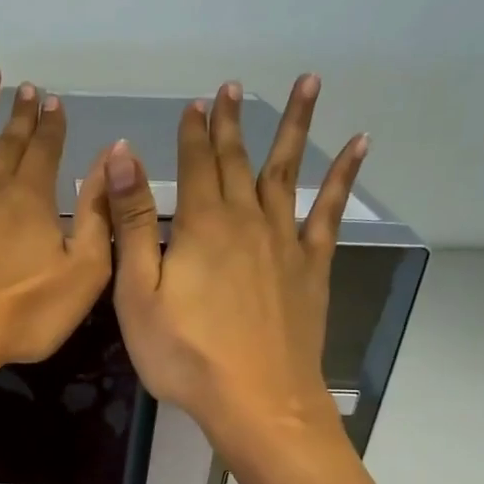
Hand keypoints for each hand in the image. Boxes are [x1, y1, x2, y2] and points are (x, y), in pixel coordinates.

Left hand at [0, 66, 114, 375]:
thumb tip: (113, 157)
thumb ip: (100, 216)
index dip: (53, 126)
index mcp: (33, 198)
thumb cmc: (21, 315)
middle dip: (21, 113)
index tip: (55, 100)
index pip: (47, 151)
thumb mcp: (84, 274)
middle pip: (9, 140)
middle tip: (27, 86)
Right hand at [107, 75, 366, 459]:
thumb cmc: (186, 355)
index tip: (195, 102)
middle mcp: (247, 220)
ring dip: (295, 126)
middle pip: (237, 160)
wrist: (257, 400)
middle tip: (232, 86)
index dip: (193, 132)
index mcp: (202, 225)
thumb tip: (124, 157)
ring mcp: (286, 242)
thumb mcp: (139, 294)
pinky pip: (330, 212)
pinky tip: (359, 146)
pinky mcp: (313, 268)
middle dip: (231, 123)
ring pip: (288, 172)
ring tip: (309, 82)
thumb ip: (133, 224)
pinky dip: (344, 176)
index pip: (195, 164)